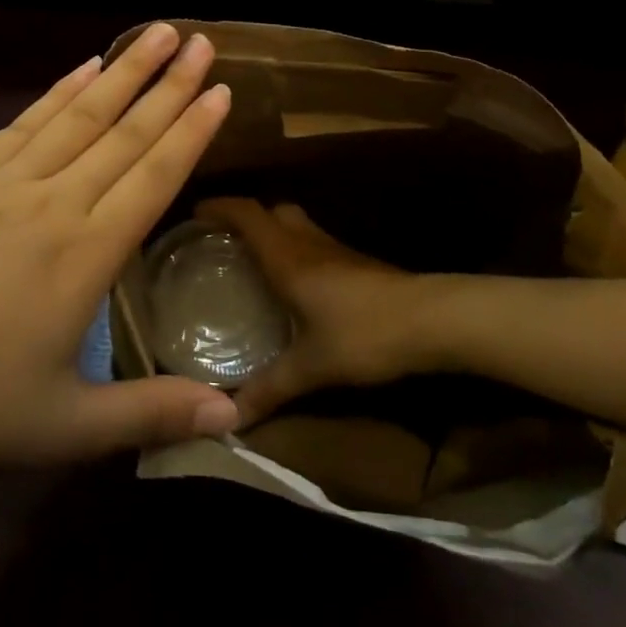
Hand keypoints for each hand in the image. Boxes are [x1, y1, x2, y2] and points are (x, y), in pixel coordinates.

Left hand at [0, 24, 240, 489]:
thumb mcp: (61, 428)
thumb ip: (151, 415)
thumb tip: (234, 414)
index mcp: (84, 256)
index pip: (154, 176)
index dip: (192, 130)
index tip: (222, 88)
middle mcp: (51, 203)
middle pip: (123, 132)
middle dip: (169, 84)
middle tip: (202, 40)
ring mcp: (1, 182)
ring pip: (77, 115)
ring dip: (121, 71)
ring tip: (156, 34)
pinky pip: (22, 123)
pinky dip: (57, 92)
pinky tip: (80, 69)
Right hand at [196, 198, 425, 425]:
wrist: (432, 321)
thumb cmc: (364, 334)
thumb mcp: (311, 366)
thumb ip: (269, 390)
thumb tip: (227, 418)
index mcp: (287, 256)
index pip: (246, 214)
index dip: (218, 207)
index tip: (193, 214)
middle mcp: (308, 243)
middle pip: (270, 211)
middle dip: (244, 219)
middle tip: (221, 243)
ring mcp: (335, 249)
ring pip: (295, 224)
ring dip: (272, 232)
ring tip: (252, 262)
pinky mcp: (356, 262)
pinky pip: (313, 243)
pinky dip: (294, 250)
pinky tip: (294, 285)